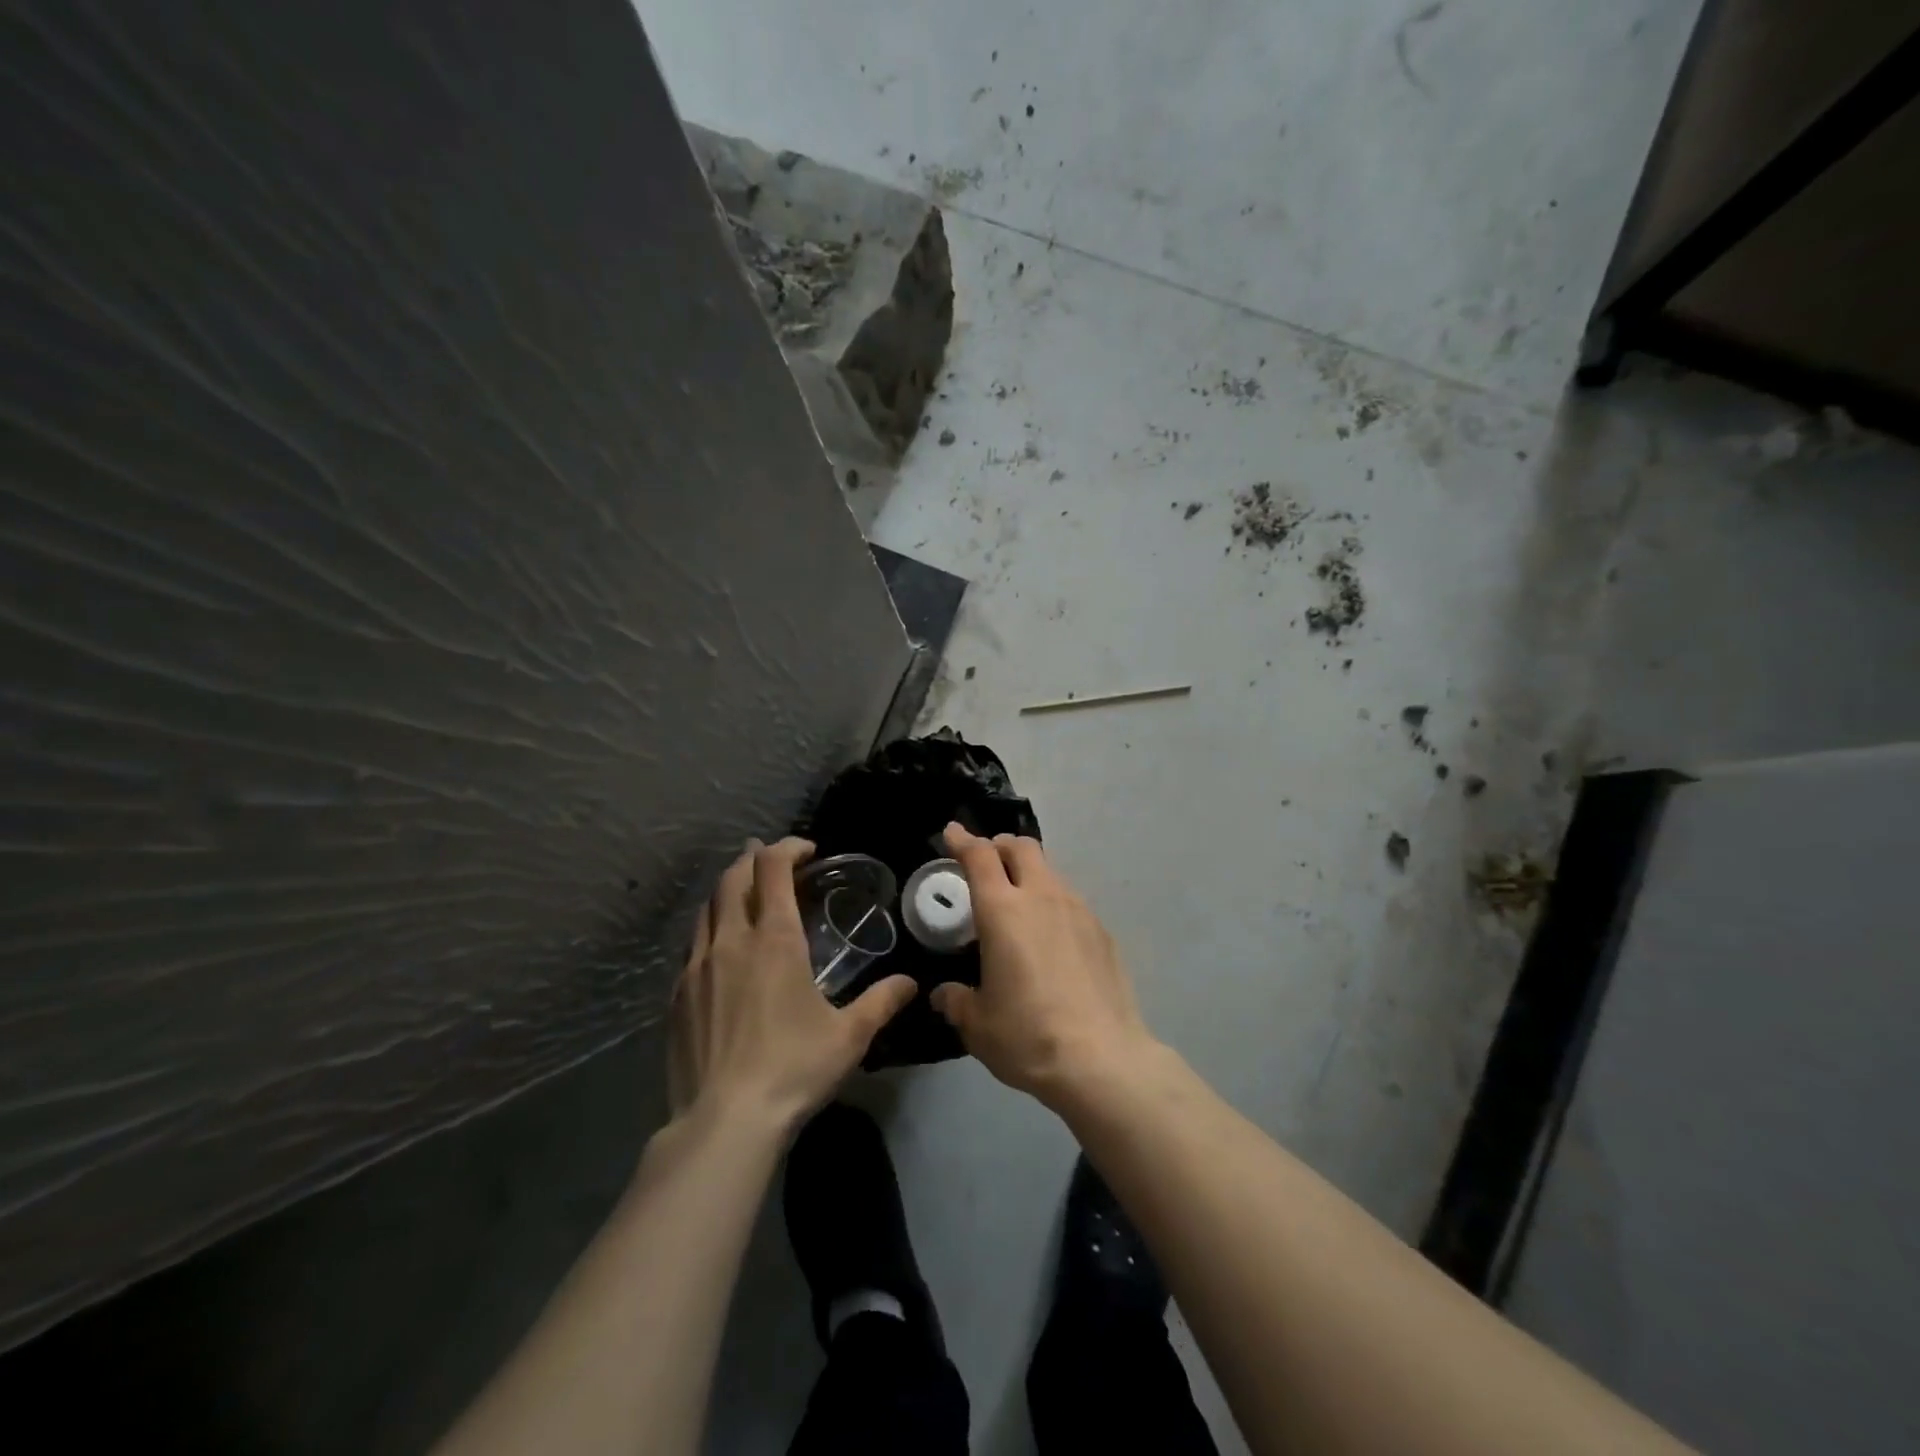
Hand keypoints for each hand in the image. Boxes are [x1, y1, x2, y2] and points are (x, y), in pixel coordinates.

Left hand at [669, 838, 917, 1132]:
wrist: (724, 1122)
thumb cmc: (794, 1069)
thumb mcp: (850, 1036)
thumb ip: (882, 1002)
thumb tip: (911, 983)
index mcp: (775, 940)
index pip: (773, 869)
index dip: (789, 848)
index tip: (808, 850)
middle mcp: (732, 941)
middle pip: (734, 877)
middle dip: (754, 858)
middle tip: (772, 858)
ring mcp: (696, 967)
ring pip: (708, 907)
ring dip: (729, 889)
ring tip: (747, 892)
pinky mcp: (677, 995)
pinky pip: (693, 943)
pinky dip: (711, 927)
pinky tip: (722, 949)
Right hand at [930, 824, 1159, 1104]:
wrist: (1102, 1059)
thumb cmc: (1028, 1035)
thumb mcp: (978, 1025)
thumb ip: (957, 1001)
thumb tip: (946, 994)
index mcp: (1003, 911)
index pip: (980, 856)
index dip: (963, 840)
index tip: (952, 833)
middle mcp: (1042, 897)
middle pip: (1022, 847)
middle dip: (1000, 846)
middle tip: (986, 862)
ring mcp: (1078, 910)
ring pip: (1050, 871)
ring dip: (1030, 874)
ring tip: (1019, 903)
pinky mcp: (1103, 931)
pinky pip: (1071, 901)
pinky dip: (1053, 903)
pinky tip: (1051, 937)